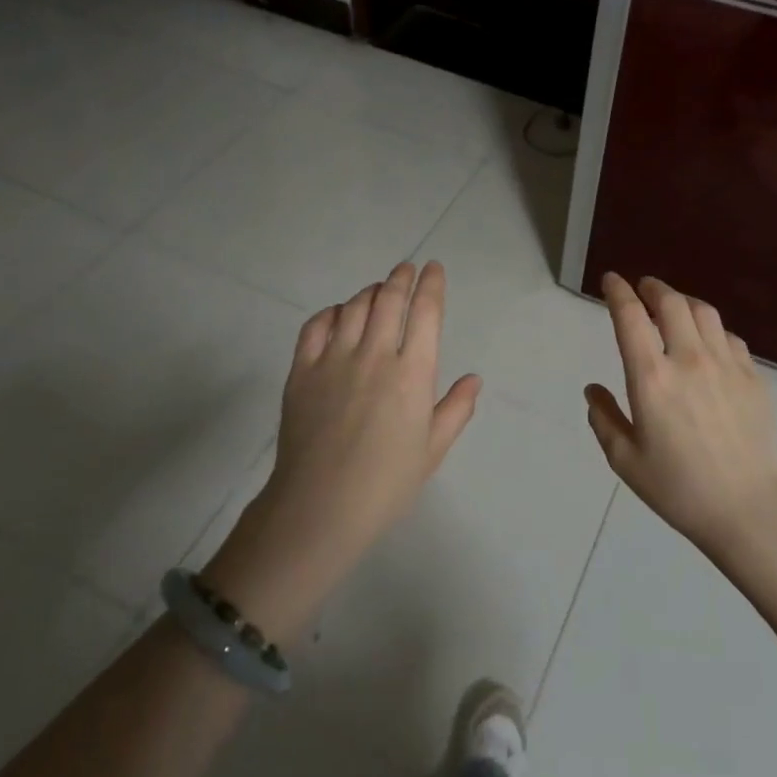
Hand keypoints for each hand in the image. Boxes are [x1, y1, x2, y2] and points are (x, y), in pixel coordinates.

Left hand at [208, 262, 480, 629]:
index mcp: (412, 373)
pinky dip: (331, 312)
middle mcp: (375, 355)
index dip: (431, 285)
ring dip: (369, 292)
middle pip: (389, 299)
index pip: (425, 313)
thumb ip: (455, 409)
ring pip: (354, 307)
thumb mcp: (432, 450)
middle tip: (406, 269)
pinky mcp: (302, 371)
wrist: (320, 507)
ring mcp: (334, 359)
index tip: (434, 269)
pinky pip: (316, 326)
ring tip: (377, 291)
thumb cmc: (385, 484)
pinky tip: (338, 314)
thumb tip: (473, 379)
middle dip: (401, 278)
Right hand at [585, 273, 776, 557]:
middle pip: (671, 302)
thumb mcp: (626, 461)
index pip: (630, 316)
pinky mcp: (752, 377)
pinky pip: (730, 336)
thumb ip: (604, 419)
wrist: (751, 509)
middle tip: (643, 287)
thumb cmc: (680, 489)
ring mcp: (726, 364)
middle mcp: (688, 359)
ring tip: (674, 306)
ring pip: (704, 312)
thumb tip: (593, 390)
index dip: (618, 291)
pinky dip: (712, 328)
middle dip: (652, 287)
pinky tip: (708, 341)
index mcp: (651, 377)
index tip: (611, 280)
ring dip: (683, 301)